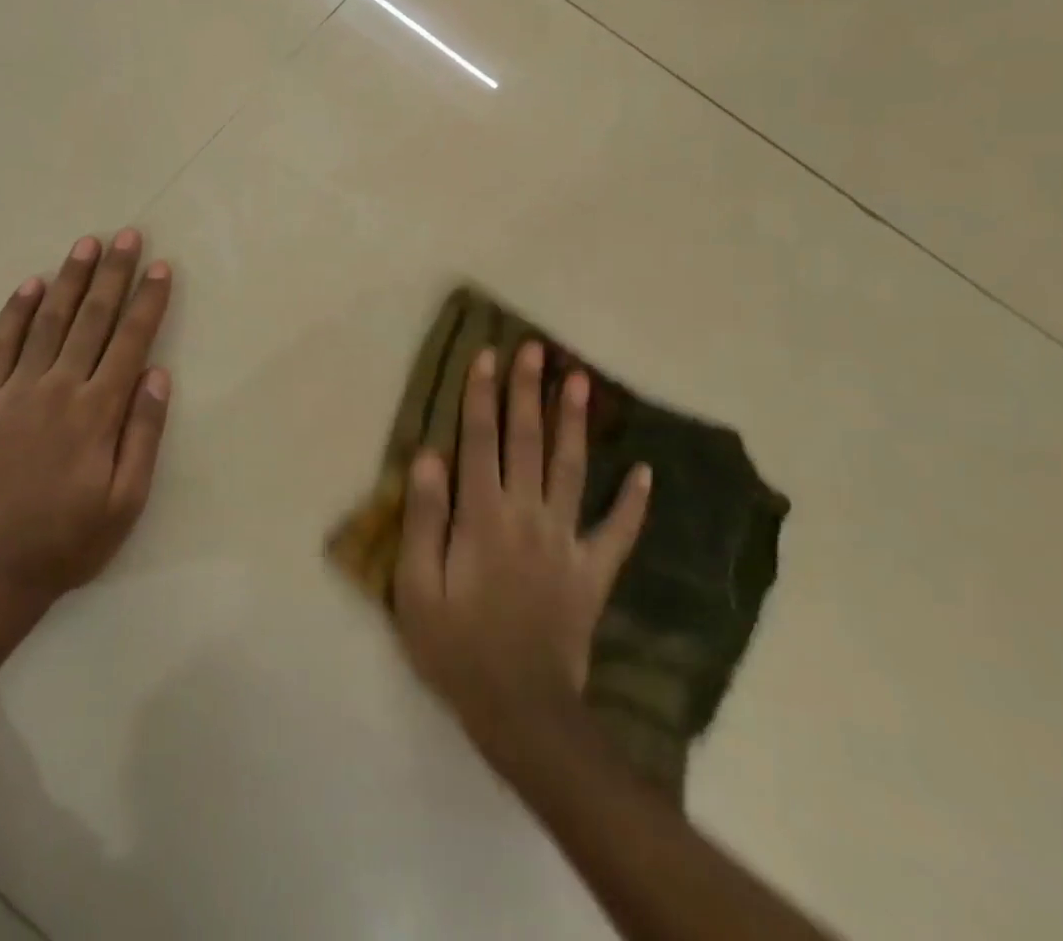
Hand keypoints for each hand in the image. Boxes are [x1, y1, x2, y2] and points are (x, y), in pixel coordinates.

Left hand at [0, 229, 172, 605]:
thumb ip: (143, 434)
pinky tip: (30, 284)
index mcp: (97, 412)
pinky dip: (16, 312)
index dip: (148, 301)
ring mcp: (14, 391)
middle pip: (91, 319)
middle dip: (112, 274)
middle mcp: (58, 389)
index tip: (160, 267)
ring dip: (69, 280)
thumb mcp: (125, 502)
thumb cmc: (67, 540)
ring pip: (48, 322)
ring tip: (85, 245)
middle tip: (126, 236)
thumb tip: (158, 374)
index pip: (129, 341)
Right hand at [394, 343, 649, 765]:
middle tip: (537, 349)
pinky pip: (618, 531)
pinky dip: (633, 501)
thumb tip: (428, 455)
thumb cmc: (456, 646)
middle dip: (528, 392)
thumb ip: (423, 517)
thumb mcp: (417, 587)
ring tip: (581, 381)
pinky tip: (646, 470)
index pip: (480, 440)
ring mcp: (566, 542)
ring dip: (574, 423)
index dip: (482, 395)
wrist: (521, 712)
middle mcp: (527, 515)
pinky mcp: (593, 572)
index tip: (488, 355)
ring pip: (571, 469)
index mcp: (483, 516)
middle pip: (527, 441)